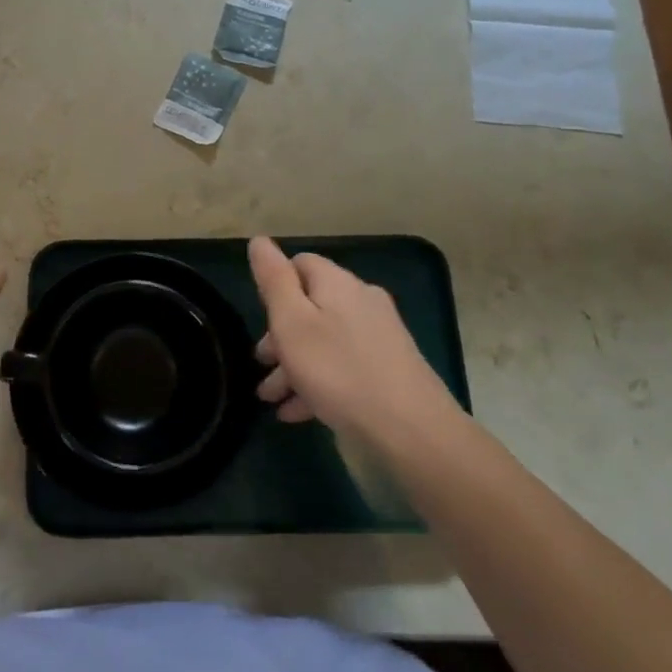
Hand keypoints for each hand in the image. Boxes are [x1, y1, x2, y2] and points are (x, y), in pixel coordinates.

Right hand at [248, 237, 461, 445]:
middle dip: (280, 335)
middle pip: (311, 306)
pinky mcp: (390, 368)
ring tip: (271, 399)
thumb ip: (274, 279)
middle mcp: (362, 301)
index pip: (300, 264)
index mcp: (338, 284)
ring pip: (324, 340)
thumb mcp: (292, 323)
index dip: (275, 287)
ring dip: (294, 365)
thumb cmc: (339, 371)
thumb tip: (260, 241)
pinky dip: (318, 382)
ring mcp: (380, 336)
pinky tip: (298, 413)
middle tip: (261, 364)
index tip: (260, 318)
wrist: (411, 430)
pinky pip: (343, 366)